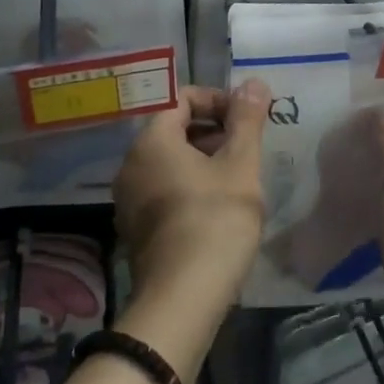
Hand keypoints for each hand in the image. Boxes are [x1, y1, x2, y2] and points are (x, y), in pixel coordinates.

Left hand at [114, 81, 270, 315]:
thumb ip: (247, 120)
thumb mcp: (240, 165)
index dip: (218, 101)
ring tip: (239, 177)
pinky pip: (163, 188)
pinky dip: (190, 184)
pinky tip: (218, 206)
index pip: (182, 99)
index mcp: (151, 140)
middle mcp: (131, 163)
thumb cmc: (215, 221)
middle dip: (213, 130)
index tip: (247, 119)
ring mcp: (129, 198)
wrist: (182, 301)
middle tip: (248, 147)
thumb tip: (254, 83)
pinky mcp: (135, 228)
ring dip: (204, 159)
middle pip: (174, 129)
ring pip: (170, 160)